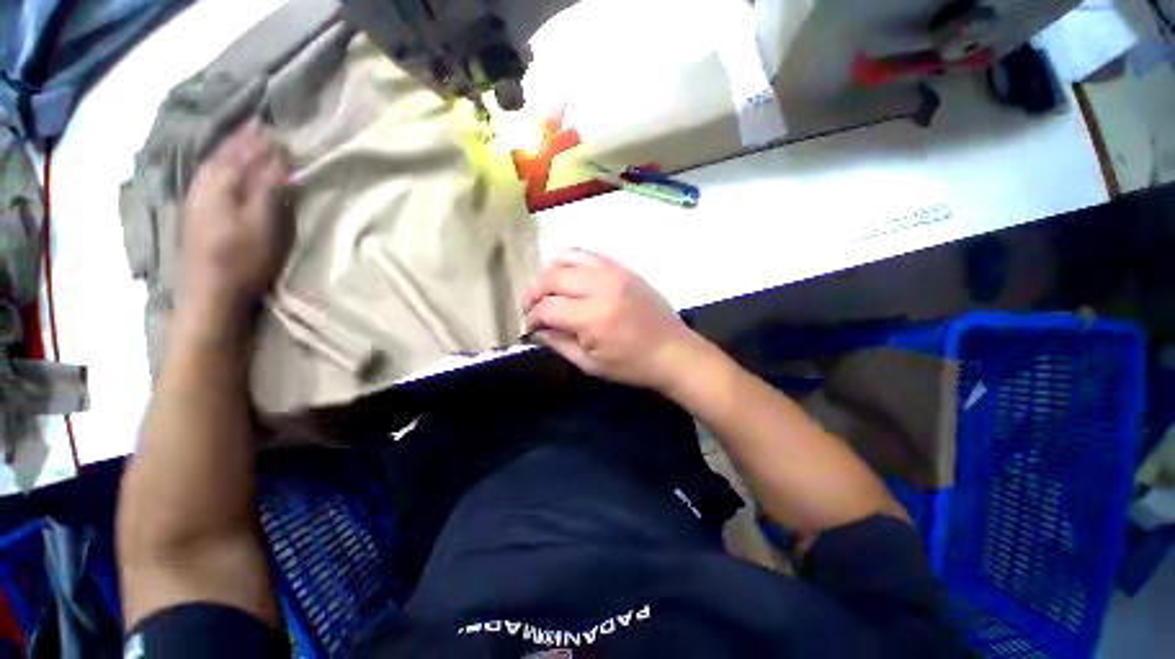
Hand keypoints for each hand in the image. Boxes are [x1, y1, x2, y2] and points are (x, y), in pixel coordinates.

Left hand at [180, 120, 291, 331]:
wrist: (211, 291)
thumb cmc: (243, 259)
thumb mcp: (263, 226)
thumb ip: (268, 191)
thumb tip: (280, 162)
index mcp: (221, 187)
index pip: (241, 156)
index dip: (257, 141)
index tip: (273, 127)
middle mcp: (203, 187)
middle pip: (221, 156)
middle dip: (239, 139)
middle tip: (256, 125)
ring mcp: (195, 201)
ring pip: (210, 166)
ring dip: (226, 150)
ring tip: (240, 140)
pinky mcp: (195, 215)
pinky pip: (205, 178)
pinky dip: (216, 166)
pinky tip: (220, 167)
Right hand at [525, 250, 699, 390]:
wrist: (673, 351)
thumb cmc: (631, 365)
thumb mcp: (590, 364)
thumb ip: (559, 343)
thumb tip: (538, 328)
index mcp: (593, 317)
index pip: (547, 308)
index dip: (532, 317)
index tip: (529, 326)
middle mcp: (601, 287)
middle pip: (552, 277)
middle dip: (534, 291)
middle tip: (530, 306)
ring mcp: (614, 272)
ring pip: (568, 257)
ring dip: (550, 272)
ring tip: (547, 289)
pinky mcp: (624, 268)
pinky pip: (589, 255)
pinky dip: (572, 263)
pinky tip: (569, 278)